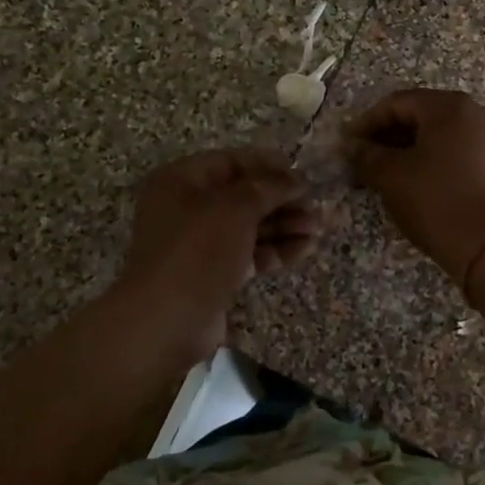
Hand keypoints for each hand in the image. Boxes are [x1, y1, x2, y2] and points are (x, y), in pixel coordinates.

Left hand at [112, 148, 321, 361]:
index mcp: (181, 181)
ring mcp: (200, 244)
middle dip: (280, 199)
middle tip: (314, 204)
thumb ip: (268, 187)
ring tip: (317, 227)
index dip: (266, 166)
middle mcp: (187, 208)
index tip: (300, 174)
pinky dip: (275, 250)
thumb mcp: (234, 208)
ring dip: (284, 224)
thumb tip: (295, 179)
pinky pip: (249, 254)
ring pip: (248, 226)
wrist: (166, 321)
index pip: (230, 162)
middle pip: (242, 196)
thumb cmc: (197, 250)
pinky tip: (305, 248)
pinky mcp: (213, 274)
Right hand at [344, 89, 484, 279]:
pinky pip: (461, 148)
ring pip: (442, 132)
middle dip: (389, 134)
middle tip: (364, 157)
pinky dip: (436, 157)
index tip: (347, 144)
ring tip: (387, 171)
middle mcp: (477, 112)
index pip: (397, 103)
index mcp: (450, 107)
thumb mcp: (391, 176)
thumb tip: (352, 146)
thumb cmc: (437, 202)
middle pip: (422, 114)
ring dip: (411, 147)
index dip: (367, 122)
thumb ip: (366, 155)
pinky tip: (418, 178)